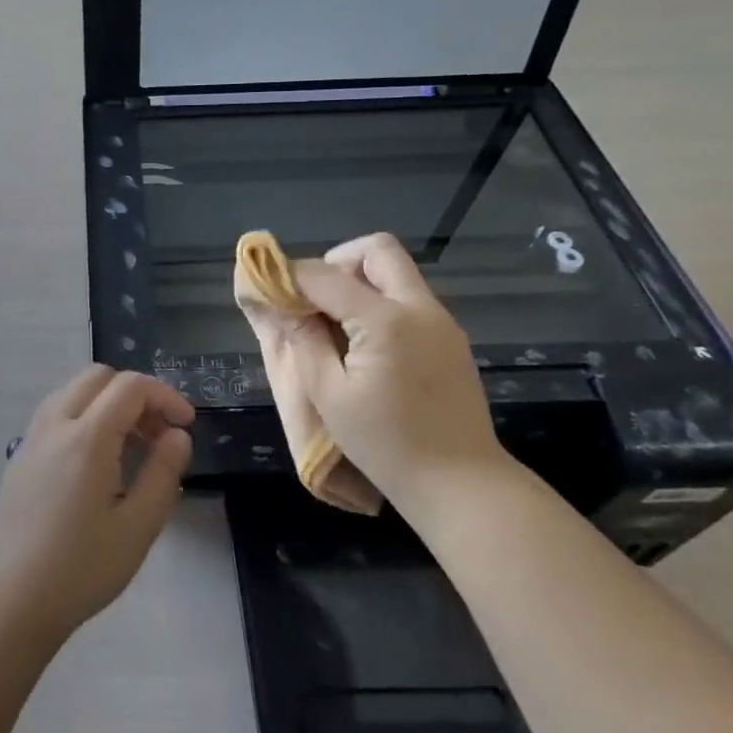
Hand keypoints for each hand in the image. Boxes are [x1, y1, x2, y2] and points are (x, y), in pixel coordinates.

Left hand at [0, 366, 194, 641]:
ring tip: (130, 447)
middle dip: (136, 393)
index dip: (166, 396)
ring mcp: (32, 437)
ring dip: (108, 402)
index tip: (186, 426)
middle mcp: (55, 424)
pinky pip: (56, 413)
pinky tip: (96, 462)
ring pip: (73, 391)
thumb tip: (177, 435)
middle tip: (157, 433)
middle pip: (98, 376)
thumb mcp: (139, 526)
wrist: (13, 598)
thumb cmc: (82, 567)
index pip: (131, 386)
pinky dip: (84, 416)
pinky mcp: (20, 455)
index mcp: (86, 437)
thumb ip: (163, 472)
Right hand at [270, 233, 512, 505]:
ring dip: (360, 281)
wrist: (461, 483)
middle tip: (315, 299)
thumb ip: (305, 341)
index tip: (271, 290)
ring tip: (336, 324)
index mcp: (386, 321)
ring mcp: (441, 320)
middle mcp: (419, 307)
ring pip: (396, 271)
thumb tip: (284, 305)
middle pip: (377, 249)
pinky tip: (365, 343)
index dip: (292, 276)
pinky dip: (381, 302)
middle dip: (337, 262)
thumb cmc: (386, 444)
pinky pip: (409, 297)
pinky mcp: (450, 337)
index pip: (327, 275)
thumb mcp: (329, 395)